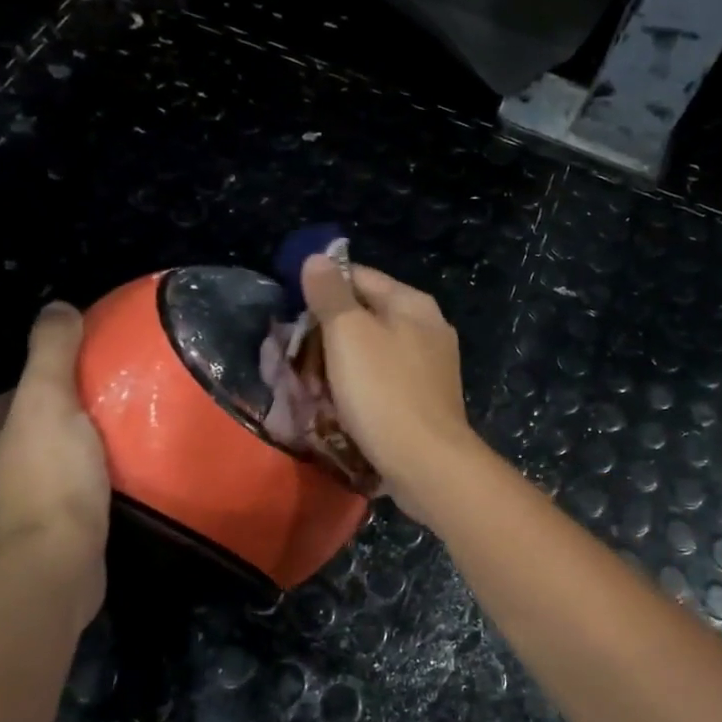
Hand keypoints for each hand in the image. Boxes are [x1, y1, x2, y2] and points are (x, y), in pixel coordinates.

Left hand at [0, 303, 111, 611]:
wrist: (55, 566)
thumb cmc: (52, 479)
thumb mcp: (50, 402)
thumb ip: (51, 353)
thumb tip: (56, 305)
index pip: (9, 399)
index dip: (39, 382)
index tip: (80, 377)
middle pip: (22, 437)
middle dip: (53, 423)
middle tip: (102, 412)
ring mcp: (9, 518)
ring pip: (39, 473)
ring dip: (64, 461)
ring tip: (109, 452)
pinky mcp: (37, 547)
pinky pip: (57, 507)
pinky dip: (75, 495)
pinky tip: (104, 495)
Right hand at [300, 257, 481, 512]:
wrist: (427, 462)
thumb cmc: (384, 391)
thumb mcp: (349, 334)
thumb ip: (331, 293)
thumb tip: (317, 258)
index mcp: (413, 304)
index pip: (360, 277)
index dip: (322, 287)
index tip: (289, 309)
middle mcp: (428, 328)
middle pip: (367, 315)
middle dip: (328, 331)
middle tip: (293, 352)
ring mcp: (431, 367)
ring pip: (373, 352)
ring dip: (341, 363)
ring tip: (309, 382)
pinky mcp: (426, 400)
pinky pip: (384, 382)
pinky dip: (360, 387)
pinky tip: (340, 404)